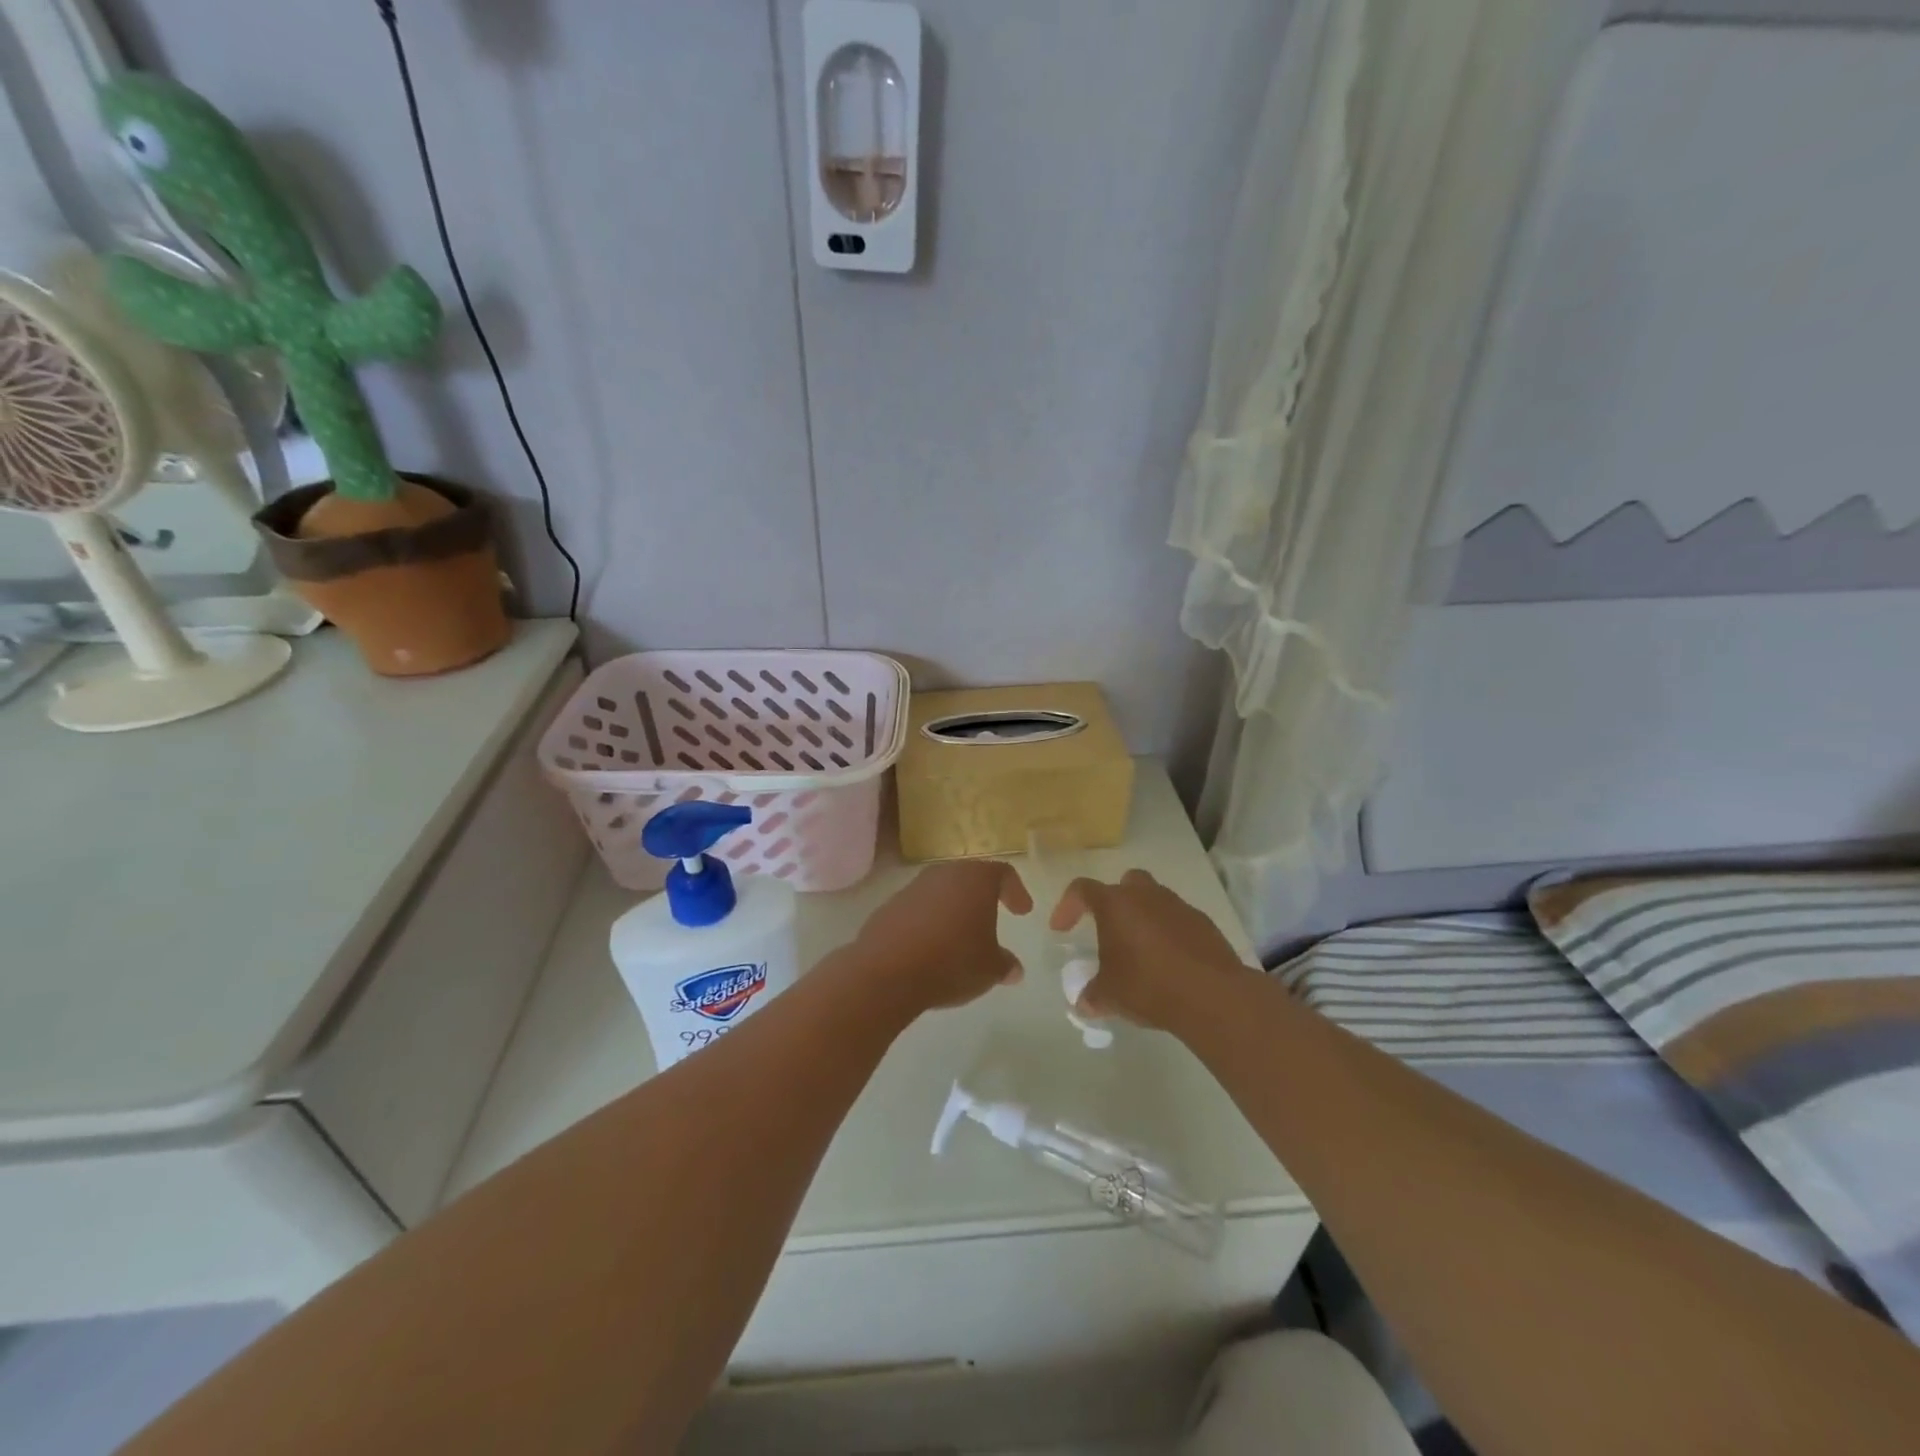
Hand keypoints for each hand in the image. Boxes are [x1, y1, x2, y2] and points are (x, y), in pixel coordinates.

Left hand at [855, 860, 1031, 1011]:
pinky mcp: (889, 907)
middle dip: (982, 897)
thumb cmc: (952, 961)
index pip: (1002, 873)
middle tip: (992, 917)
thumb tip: (1014, 969)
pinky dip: (928, 922)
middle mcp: (944, 874)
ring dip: (953, 909)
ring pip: (941, 892)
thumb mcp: (990, 969)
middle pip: (969, 878)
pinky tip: (931, 947)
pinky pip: (918, 909)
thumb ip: (1005, 965)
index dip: (1015, 891)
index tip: (1022, 911)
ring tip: (960, 937)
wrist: (887, 971)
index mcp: (975, 879)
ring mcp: (912, 888)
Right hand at [1050, 869, 1251, 1031]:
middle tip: (1109, 929)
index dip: (1067, 906)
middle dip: (1115, 901)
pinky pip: (1178, 920)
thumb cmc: (1148, 986)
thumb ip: (1092, 994)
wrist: (1211, 995)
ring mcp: (1179, 907)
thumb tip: (1084, 1002)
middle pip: (1125, 883)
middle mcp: (1146, 896)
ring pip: (1155, 900)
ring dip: (1144, 918)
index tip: (1061, 929)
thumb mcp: (1110, 995)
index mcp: (1116, 904)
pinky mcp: (1204, 924)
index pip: (1082, 890)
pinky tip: (1169, 962)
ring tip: (1140, 951)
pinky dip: (1169, 934)